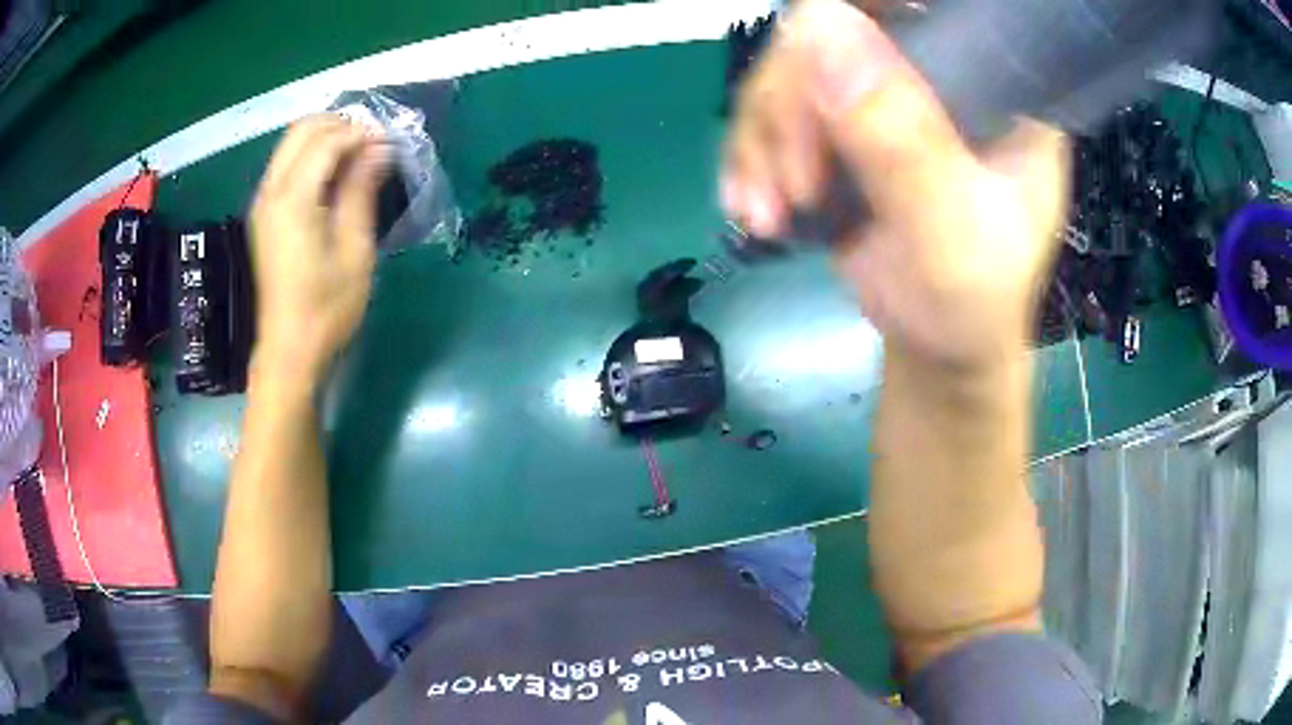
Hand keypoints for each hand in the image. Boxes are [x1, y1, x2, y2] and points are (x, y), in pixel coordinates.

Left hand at [249, 115, 388, 379]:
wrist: (289, 349)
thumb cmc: (328, 306)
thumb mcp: (355, 249)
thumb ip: (362, 190)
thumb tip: (379, 148)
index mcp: (293, 200)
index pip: (327, 141)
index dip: (361, 133)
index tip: (390, 143)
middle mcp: (270, 192)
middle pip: (302, 130)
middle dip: (340, 124)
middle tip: (373, 142)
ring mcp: (262, 203)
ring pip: (290, 144)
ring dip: (325, 137)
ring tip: (359, 155)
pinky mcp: (263, 215)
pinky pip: (285, 165)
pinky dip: (312, 156)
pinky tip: (335, 175)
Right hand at [722, 0, 1068, 368]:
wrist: (939, 348)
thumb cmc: (969, 301)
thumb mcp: (952, 230)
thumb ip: (901, 136)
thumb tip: (819, 19)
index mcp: (994, 85)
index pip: (921, 7)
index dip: (856, 13)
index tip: (811, 67)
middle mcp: (937, 74)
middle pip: (833, 32)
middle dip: (792, 106)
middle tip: (793, 186)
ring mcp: (886, 98)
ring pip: (790, 71)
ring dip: (763, 139)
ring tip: (769, 211)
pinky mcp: (843, 127)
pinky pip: (773, 111)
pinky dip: (751, 156)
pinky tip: (754, 205)